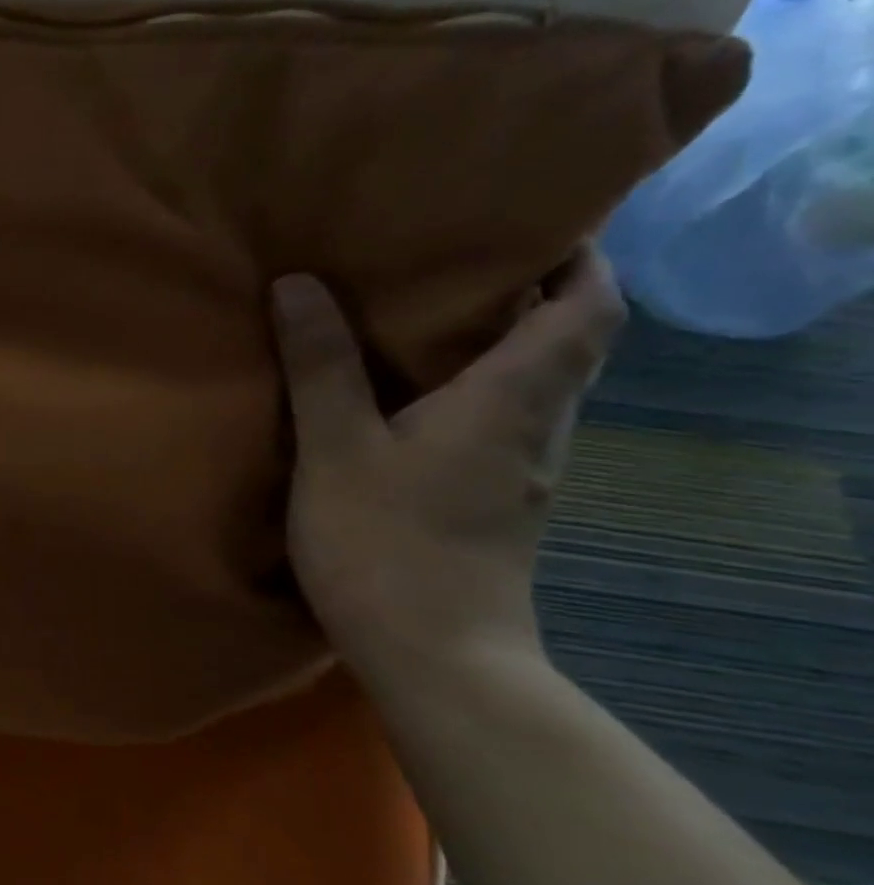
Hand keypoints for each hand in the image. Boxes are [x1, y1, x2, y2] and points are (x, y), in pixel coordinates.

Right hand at [269, 248, 624, 670]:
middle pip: (564, 344)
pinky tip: (406, 400)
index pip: (587, 309)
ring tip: (419, 319)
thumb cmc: (388, 545)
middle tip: (452, 263)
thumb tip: (299, 283)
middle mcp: (534, 430)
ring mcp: (519, 474)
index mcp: (511, 401)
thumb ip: (321, 367)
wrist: (435, 661)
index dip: (579, 257)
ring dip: (495, 345)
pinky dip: (468, 394)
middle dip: (527, 293)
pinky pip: (496, 426)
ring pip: (529, 388)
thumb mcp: (337, 449)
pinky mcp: (493, 506)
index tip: (533, 223)